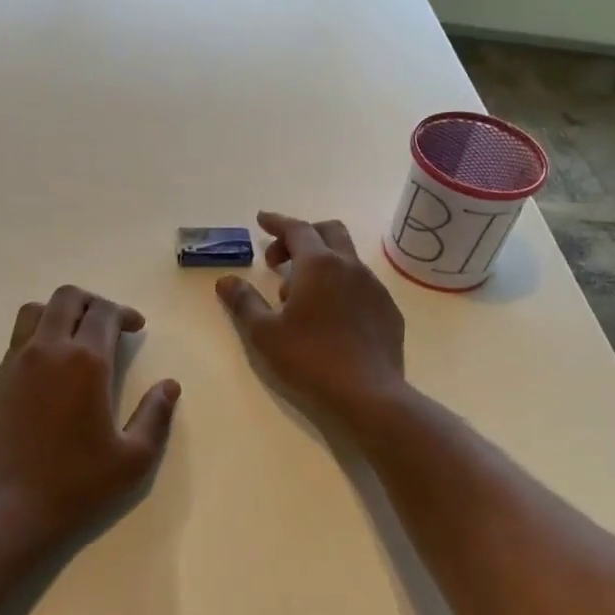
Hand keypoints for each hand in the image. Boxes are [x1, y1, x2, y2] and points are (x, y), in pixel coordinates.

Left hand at [0, 286, 180, 556]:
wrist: (1, 511)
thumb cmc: (73, 486)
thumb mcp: (132, 459)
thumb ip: (155, 416)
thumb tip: (169, 386)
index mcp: (85, 361)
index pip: (103, 312)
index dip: (124, 313)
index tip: (136, 328)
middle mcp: (48, 350)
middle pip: (67, 298)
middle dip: (93, 302)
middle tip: (111, 325)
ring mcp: (17, 363)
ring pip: (36, 310)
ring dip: (62, 312)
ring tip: (79, 336)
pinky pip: (20, 336)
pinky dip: (41, 332)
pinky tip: (54, 365)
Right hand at [216, 212, 406, 430]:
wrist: (369, 394)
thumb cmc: (310, 359)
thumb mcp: (265, 333)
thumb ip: (244, 302)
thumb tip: (226, 280)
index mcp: (319, 265)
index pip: (297, 229)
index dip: (277, 222)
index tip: (261, 220)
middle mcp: (351, 267)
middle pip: (329, 232)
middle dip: (302, 236)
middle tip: (279, 260)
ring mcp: (375, 288)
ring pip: (346, 260)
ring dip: (321, 265)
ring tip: (300, 298)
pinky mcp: (388, 311)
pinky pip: (362, 287)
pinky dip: (341, 288)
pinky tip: (331, 318)